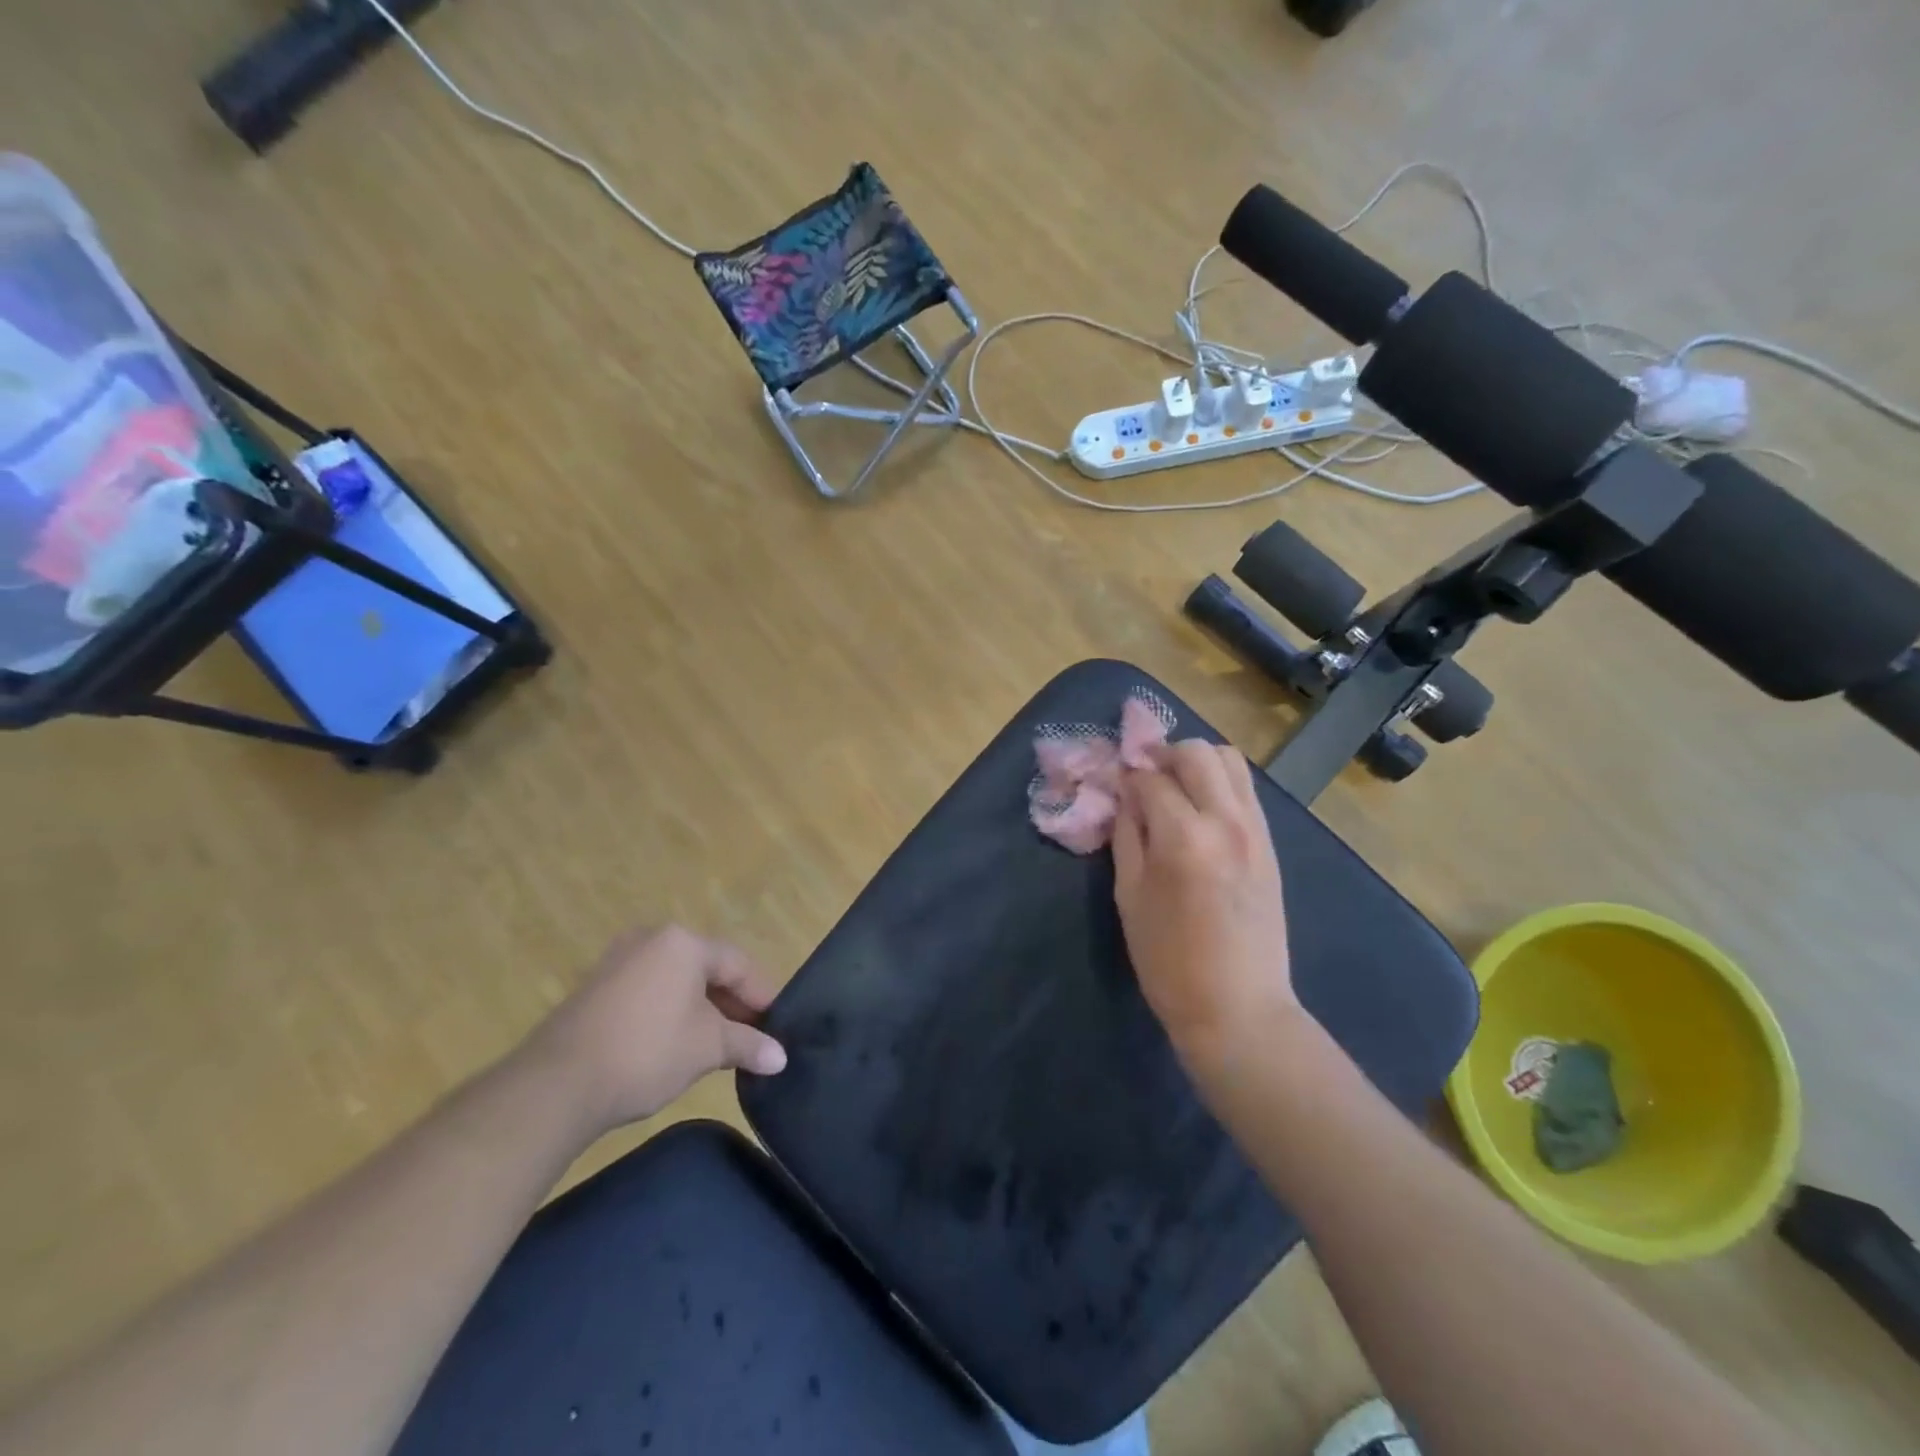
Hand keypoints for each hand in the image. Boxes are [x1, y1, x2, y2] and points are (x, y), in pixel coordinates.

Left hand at [518, 925, 787, 1137]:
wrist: (556, 1085)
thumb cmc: (646, 1052)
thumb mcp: (707, 1048)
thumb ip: (747, 1044)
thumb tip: (780, 1057)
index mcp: (684, 942)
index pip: (738, 964)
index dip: (761, 996)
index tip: (776, 1026)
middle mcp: (651, 939)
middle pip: (706, 968)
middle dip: (731, 1003)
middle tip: (750, 1036)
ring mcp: (618, 961)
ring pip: (676, 980)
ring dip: (701, 1009)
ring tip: (717, 1043)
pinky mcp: (594, 988)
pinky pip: (648, 991)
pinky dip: (669, 1011)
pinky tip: (676, 1042)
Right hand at [1112, 741, 1300, 1067]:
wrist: (1238, 1008)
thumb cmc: (1169, 961)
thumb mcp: (1129, 896)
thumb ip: (1126, 836)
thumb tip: (1125, 796)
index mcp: (1183, 837)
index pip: (1149, 779)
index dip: (1125, 775)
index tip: (1113, 782)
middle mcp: (1225, 821)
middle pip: (1197, 752)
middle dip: (1163, 755)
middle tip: (1143, 777)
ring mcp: (1255, 830)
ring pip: (1230, 761)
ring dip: (1196, 763)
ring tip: (1174, 788)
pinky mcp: (1270, 844)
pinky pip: (1245, 790)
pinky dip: (1219, 784)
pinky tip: (1199, 811)